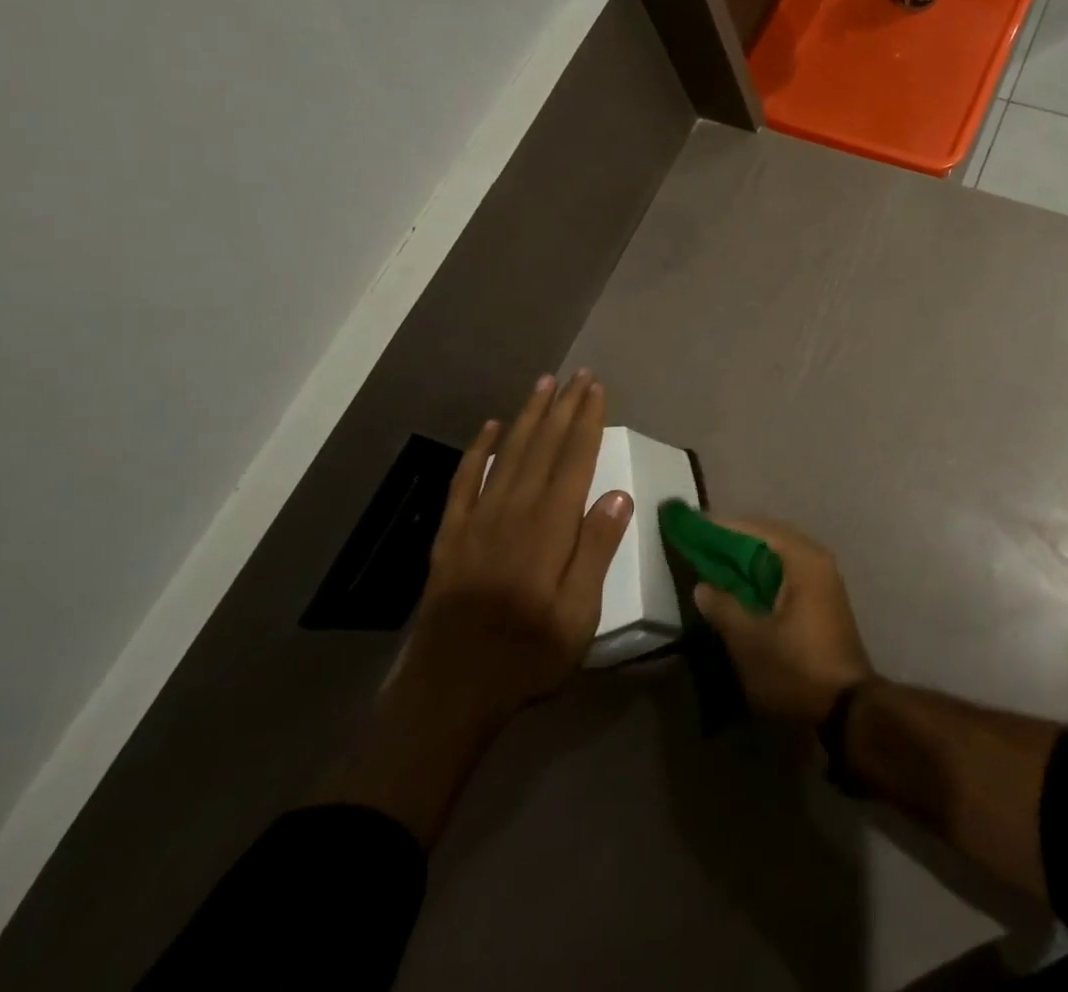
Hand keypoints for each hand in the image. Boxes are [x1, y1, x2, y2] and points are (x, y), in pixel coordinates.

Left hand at [402, 369, 632, 721]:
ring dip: (527, 416)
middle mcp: (513, 511)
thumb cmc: (526, 655)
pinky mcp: (451, 536)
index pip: (574, 459)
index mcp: (549, 527)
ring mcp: (477, 520)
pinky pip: (464, 480)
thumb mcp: (578, 615)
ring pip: (507, 453)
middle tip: (578, 375)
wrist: (449, 692)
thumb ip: (596, 550)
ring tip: (542, 385)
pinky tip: (489, 428)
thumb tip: (618, 494)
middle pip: (542, 446)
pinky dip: (477, 450)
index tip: (596, 389)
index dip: (587, 421)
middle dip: (562, 407)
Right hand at [691, 519, 874, 725]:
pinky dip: (762, 576)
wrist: (847, 707)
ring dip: (748, 560)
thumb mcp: (750, 641)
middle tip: (700, 545)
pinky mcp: (822, 599)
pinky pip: (786, 574)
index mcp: (803, 559)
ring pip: (778, 557)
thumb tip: (702, 586)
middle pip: (769, 539)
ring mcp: (823, 579)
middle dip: (735, 542)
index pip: (757, 529)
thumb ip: (723, 608)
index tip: (694, 525)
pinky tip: (740, 589)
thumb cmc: (796, 668)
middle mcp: (816, 559)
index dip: (724, 528)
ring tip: (714, 565)